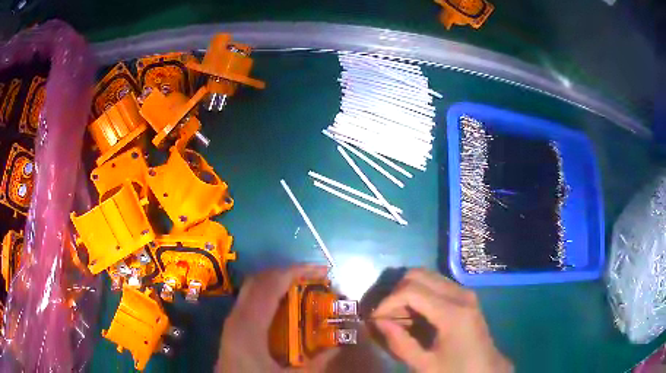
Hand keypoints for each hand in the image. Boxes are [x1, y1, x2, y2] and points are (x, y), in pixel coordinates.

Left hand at [216, 264, 337, 371]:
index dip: (295, 272)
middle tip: (314, 277)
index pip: (270, 285)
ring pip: (253, 289)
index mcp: (248, 325)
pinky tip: (286, 308)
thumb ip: (316, 364)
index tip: (320, 270)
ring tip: (303, 288)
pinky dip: (270, 295)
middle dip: (287, 273)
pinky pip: (252, 301)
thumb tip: (338, 347)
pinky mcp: (234, 329)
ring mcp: (233, 321)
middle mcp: (237, 316)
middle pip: (259, 281)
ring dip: (278, 283)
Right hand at [372, 269, 511, 372]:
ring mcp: (464, 292)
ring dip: (407, 292)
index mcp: (452, 312)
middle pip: (417, 274)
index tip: (376, 319)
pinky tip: (415, 315)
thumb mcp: (424, 365)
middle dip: (396, 293)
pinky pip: (436, 283)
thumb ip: (399, 342)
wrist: (486, 368)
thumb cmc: (456, 370)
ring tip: (400, 317)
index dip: (388, 302)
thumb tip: (378, 321)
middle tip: (387, 316)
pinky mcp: (465, 295)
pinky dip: (419, 293)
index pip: (411, 290)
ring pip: (426, 275)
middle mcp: (460, 293)